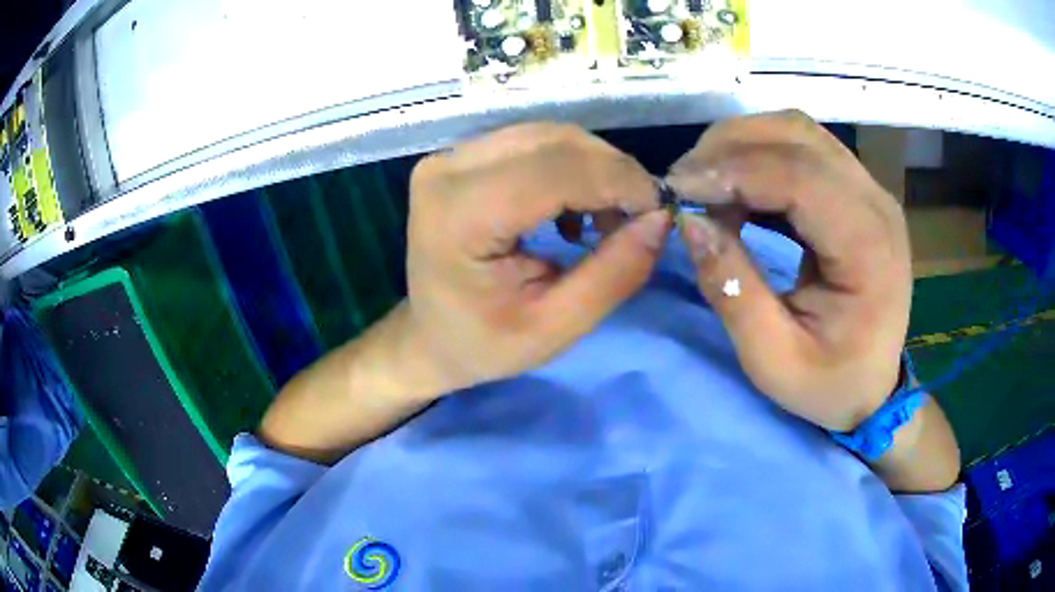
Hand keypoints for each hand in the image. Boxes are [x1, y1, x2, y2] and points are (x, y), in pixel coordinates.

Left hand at [403, 123, 669, 394]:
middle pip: (554, 141)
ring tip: (608, 219)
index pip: (555, 170)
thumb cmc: (483, 343)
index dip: (618, 181)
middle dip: (612, 172)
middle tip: (639, 217)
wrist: (429, 336)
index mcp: (459, 215)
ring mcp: (450, 157)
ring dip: (594, 169)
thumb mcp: (555, 328)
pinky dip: (570, 167)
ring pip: (548, 135)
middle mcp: (448, 169)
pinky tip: (574, 210)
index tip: (659, 210)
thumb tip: (661, 218)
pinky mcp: (460, 157)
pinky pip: (533, 143)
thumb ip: (613, 274)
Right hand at [666, 111, 911, 431]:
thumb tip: (689, 222)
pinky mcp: (856, 189)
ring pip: (796, 131)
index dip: (732, 171)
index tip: (677, 190)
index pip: (799, 176)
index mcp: (868, 246)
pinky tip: (737, 190)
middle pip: (796, 135)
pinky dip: (759, 157)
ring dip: (742, 146)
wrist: (874, 388)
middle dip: (729, 148)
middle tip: (685, 185)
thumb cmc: (830, 385)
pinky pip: (802, 149)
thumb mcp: (773, 361)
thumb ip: (732, 291)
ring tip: (706, 186)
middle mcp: (875, 201)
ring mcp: (868, 189)